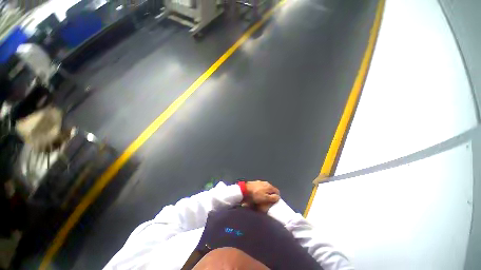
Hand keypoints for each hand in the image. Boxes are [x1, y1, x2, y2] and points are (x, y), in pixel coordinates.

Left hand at [245, 180, 279, 206]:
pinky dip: (259, 192)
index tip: (274, 202)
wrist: (244, 189)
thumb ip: (273, 198)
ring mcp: (259, 182)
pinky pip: (259, 189)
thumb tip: (278, 197)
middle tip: (267, 202)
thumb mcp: (266, 198)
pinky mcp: (254, 183)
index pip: (277, 191)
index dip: (276, 197)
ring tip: (261, 200)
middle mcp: (265, 183)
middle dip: (270, 196)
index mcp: (269, 186)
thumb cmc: (256, 195)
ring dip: (264, 194)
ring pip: (265, 189)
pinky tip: (256, 196)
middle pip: (270, 190)